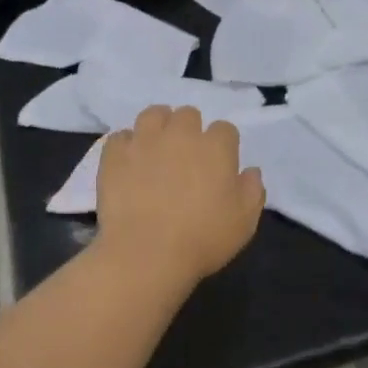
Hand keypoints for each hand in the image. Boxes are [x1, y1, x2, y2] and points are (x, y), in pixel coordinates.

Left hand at [95, 106, 265, 288]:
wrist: (146, 254)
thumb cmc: (203, 239)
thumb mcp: (245, 222)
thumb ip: (252, 190)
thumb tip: (250, 171)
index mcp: (216, 147)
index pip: (225, 129)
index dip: (223, 146)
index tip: (219, 166)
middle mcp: (181, 134)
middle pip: (188, 115)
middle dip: (190, 130)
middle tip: (187, 158)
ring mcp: (144, 141)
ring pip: (153, 114)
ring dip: (159, 127)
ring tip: (157, 149)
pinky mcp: (114, 154)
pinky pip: (121, 137)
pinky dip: (127, 146)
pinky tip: (130, 164)